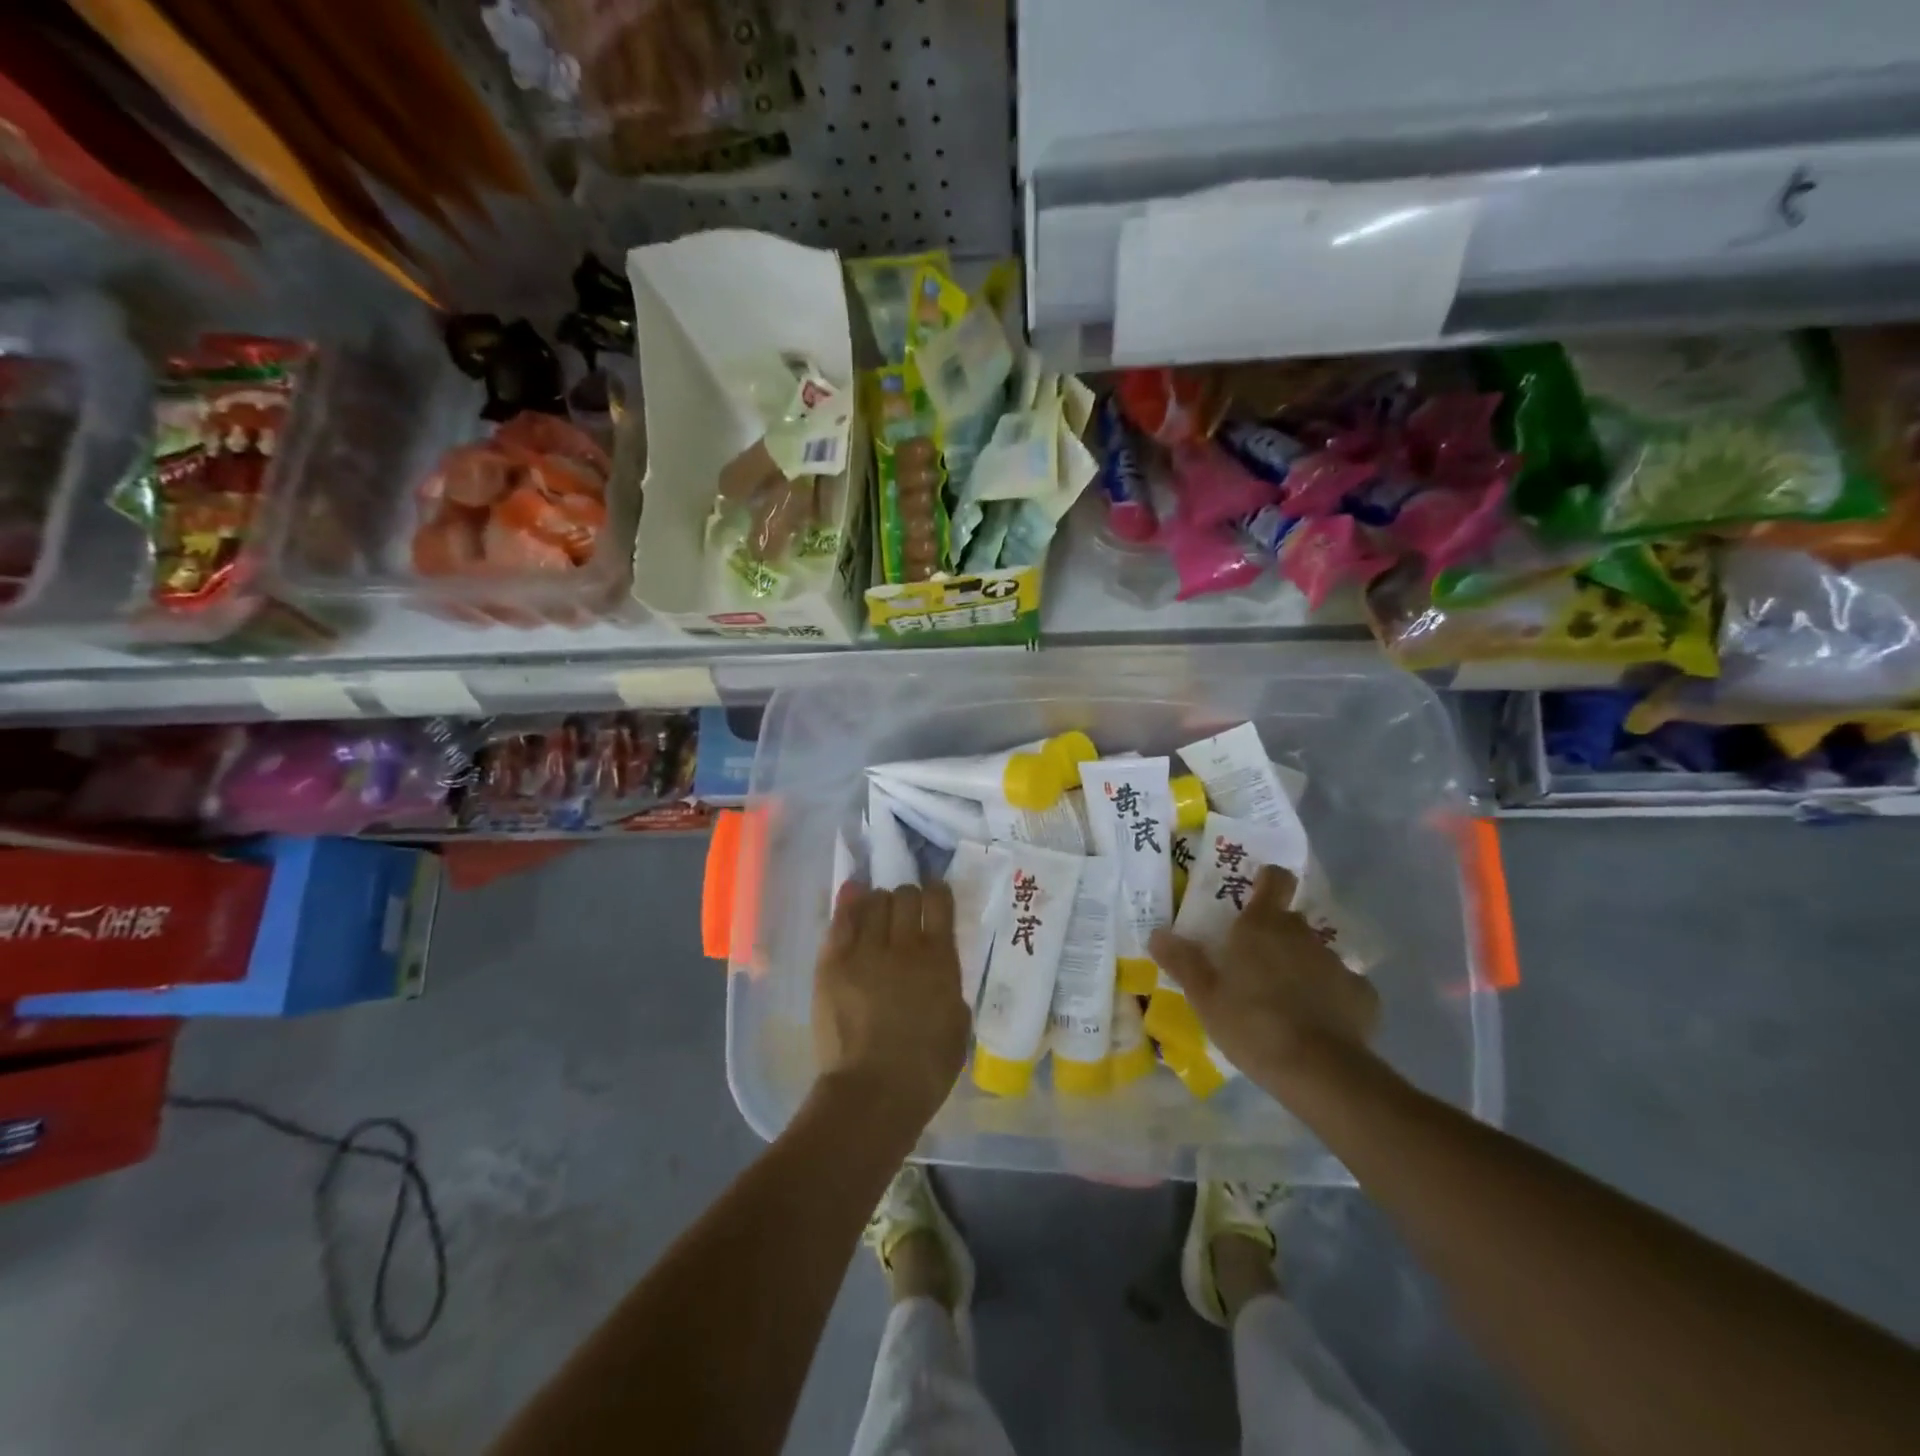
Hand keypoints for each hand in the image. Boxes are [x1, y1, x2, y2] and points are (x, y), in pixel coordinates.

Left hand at [812, 883, 970, 1131]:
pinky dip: (849, 903)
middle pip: (905, 895)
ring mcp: (865, 951)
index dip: (937, 893)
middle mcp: (904, 946)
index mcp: (940, 960)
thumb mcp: (957, 1025)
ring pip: (873, 902)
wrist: (872, 1092)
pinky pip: (841, 920)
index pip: (939, 903)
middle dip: (908, 897)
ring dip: (879, 902)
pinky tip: (853, 895)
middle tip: (905, 911)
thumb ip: (949, 986)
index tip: (935, 896)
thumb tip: (939, 969)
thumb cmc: (925, 1069)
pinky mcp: (833, 963)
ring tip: (878, 912)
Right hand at [1148, 866, 1380, 1096]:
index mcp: (1262, 925)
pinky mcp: (1363, 995)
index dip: (1267, 882)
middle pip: (1290, 920)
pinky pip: (1341, 987)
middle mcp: (1302, 934)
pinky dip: (1330, 997)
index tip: (1256, 895)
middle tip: (1254, 964)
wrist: (1319, 1071)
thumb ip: (1182, 961)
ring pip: (1314, 954)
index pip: (1275, 880)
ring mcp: (1336, 963)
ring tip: (1285, 1001)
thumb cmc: (1251, 1023)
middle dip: (1275, 935)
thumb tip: (1158, 933)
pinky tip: (1318, 1023)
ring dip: (1301, 967)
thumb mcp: (1204, 996)